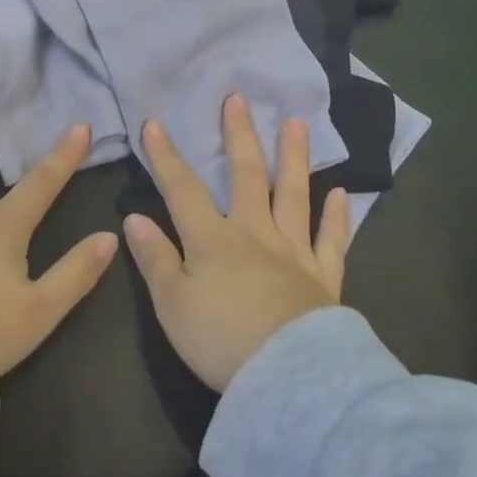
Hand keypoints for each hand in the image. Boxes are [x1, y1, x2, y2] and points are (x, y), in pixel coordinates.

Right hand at [125, 95, 351, 390]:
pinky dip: (337, 217)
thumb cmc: (221, 341)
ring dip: (294, 158)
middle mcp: (255, 233)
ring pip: (294, 195)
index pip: (183, 189)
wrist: (289, 378)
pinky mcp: (324, 278)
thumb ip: (154, 259)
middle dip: (239, 136)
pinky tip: (341, 193)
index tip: (155, 123)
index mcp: (213, 239)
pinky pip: (331, 241)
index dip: (166, 157)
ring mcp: (294, 252)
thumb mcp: (172, 304)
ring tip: (296, 123)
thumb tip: (134, 219)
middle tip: (239, 98)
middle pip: (247, 176)